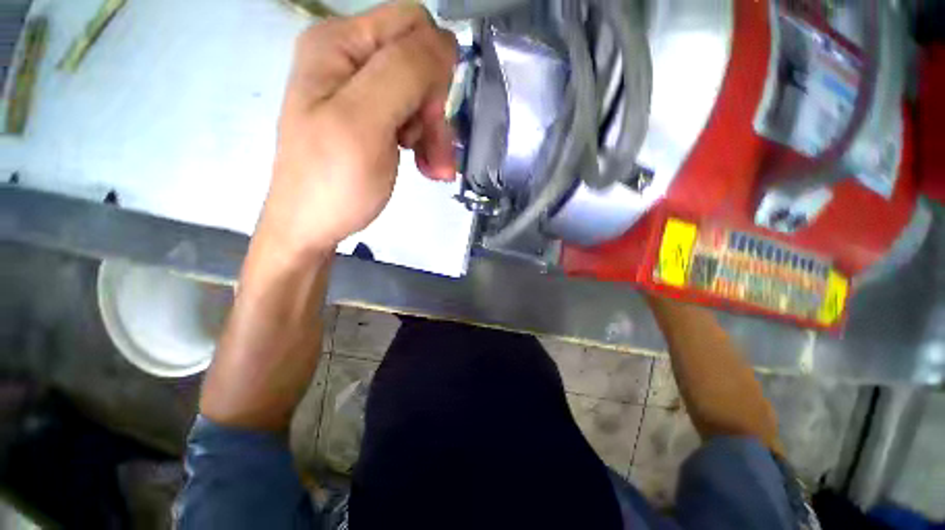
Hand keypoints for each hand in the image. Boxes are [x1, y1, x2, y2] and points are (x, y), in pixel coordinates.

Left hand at [259, 3, 457, 258]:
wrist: (313, 226)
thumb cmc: (335, 181)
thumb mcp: (365, 123)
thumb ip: (405, 73)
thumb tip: (445, 43)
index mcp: (340, 44)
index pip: (412, 25)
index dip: (432, 69)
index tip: (427, 117)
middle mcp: (349, 59)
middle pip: (419, 65)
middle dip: (434, 111)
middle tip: (432, 152)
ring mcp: (361, 92)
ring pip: (422, 97)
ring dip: (434, 135)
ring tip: (433, 169)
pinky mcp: (372, 120)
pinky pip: (413, 119)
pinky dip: (426, 144)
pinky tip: (426, 167)